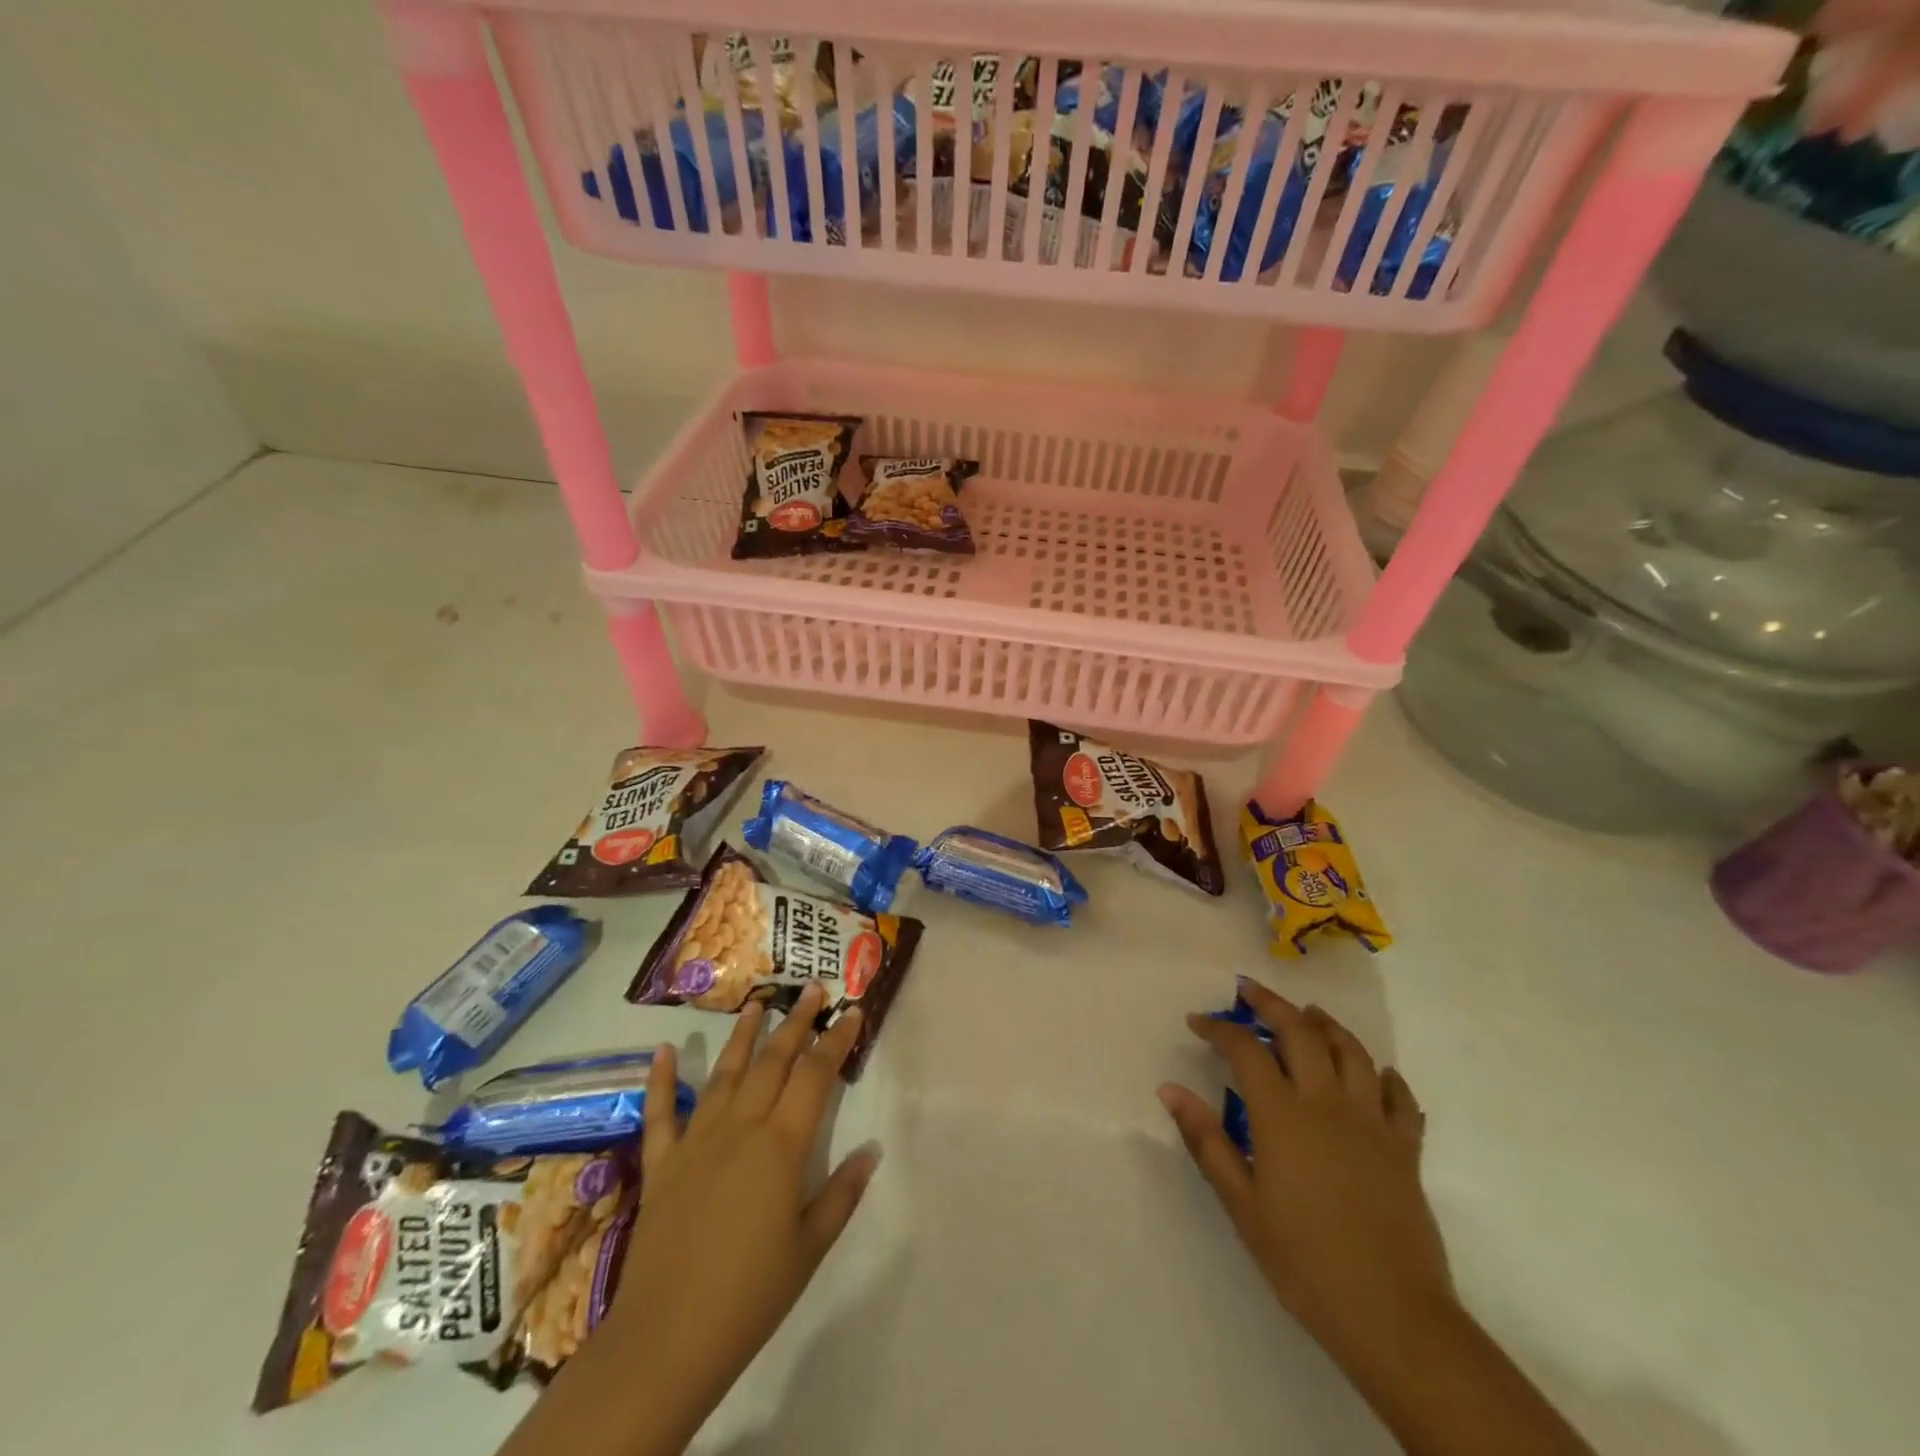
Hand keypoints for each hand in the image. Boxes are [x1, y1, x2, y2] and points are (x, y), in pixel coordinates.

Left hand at [501, 982, 874, 1455]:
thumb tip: (870, 1151)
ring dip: (743, 1036)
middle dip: (796, 1022)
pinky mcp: (662, 1164)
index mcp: (781, 1145)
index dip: (836, 1040)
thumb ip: (842, 1194)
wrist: (665, 1339)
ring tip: (757, 1003)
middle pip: (773, 1061)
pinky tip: (662, 1051)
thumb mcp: (810, 1247)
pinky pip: (660, 1113)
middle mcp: (740, 1127)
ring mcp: (696, 1141)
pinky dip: (660, 1080)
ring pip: (724, 1073)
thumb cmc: (750, 1295)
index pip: (815, 1076)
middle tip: (812, 989)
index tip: (851, 1012)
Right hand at [1158, 979, 1452, 1361]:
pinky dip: (1385, 1076)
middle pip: (1300, 1033)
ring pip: (1352, 1052)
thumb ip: (1206, 1140)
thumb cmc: (1303, 1261)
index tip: (1198, 1022)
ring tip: (1308, 1014)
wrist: (1393, 1317)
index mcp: (1283, 1115)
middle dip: (1271, 1004)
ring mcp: (1372, 1122)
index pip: (1246, 1049)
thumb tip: (1170, 1090)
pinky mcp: (1405, 1148)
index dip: (1219, 1029)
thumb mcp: (1241, 1204)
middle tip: (1248, 990)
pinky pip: (1399, 1098)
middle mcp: (1327, 1103)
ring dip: (1326, 1025)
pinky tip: (1375, 1074)